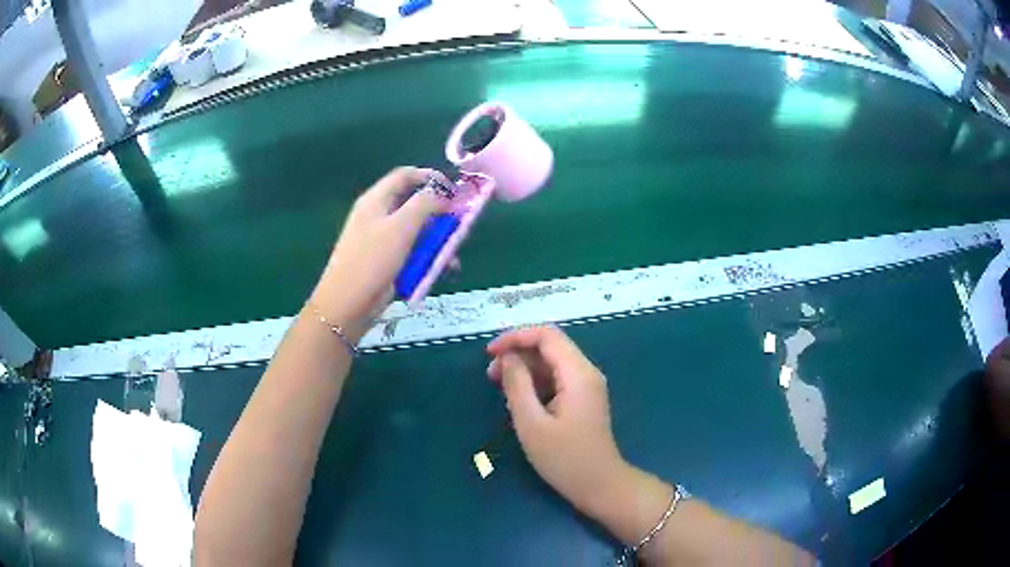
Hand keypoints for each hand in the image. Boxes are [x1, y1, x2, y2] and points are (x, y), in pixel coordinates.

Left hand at [310, 167, 449, 336]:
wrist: (347, 306)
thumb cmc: (371, 261)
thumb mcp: (400, 227)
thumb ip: (424, 204)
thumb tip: (443, 192)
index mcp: (376, 200)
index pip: (405, 175)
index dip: (430, 177)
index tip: (454, 189)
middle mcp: (379, 216)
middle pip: (414, 203)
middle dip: (439, 213)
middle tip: (459, 223)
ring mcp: (383, 240)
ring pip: (417, 230)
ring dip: (438, 240)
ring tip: (453, 254)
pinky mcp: (388, 262)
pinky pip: (413, 252)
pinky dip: (429, 258)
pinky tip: (442, 269)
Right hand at [486, 326, 628, 516]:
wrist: (599, 485)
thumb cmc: (564, 458)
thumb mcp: (532, 423)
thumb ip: (517, 385)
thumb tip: (508, 358)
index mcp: (578, 373)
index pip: (547, 335)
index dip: (516, 337)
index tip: (489, 353)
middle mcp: (586, 372)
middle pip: (550, 346)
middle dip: (518, 353)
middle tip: (490, 375)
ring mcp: (586, 386)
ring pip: (552, 362)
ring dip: (524, 368)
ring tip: (498, 386)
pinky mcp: (583, 399)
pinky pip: (557, 379)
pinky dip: (535, 382)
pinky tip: (518, 399)